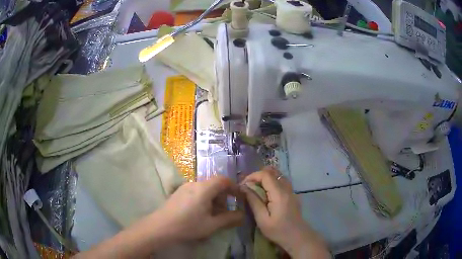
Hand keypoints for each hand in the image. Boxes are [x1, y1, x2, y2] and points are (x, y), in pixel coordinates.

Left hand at [157, 175, 243, 240]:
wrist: (161, 226)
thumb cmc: (188, 225)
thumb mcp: (211, 224)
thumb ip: (229, 219)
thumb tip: (243, 215)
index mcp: (204, 188)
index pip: (223, 180)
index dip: (234, 187)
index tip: (239, 198)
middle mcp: (194, 183)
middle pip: (214, 184)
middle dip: (223, 196)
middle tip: (226, 211)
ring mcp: (185, 187)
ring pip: (205, 188)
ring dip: (213, 199)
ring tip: (213, 214)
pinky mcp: (178, 193)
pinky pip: (196, 192)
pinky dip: (204, 199)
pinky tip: (200, 213)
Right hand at [241, 167, 329, 258]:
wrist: (298, 237)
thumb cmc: (278, 231)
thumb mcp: (262, 219)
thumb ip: (253, 201)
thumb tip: (244, 187)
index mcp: (279, 194)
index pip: (266, 174)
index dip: (252, 176)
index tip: (243, 185)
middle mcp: (287, 188)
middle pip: (273, 172)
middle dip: (258, 175)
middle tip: (248, 186)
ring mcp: (291, 191)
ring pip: (278, 175)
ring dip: (265, 178)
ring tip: (255, 189)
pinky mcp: (292, 195)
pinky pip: (281, 182)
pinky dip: (271, 182)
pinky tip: (265, 194)